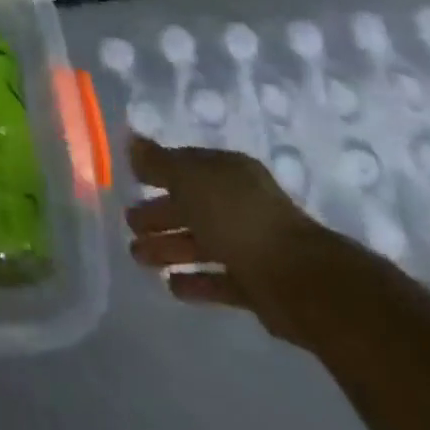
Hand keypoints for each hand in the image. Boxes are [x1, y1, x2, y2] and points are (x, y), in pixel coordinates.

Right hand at [125, 133, 338, 342]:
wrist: (301, 281)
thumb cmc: (238, 217)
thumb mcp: (190, 179)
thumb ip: (159, 163)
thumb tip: (132, 142)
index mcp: (228, 173)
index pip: (186, 166)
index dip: (158, 171)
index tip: (131, 179)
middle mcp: (239, 204)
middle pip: (191, 206)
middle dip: (159, 214)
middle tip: (129, 224)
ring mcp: (250, 245)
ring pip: (201, 243)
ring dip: (169, 248)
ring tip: (138, 257)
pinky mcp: (257, 285)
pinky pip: (218, 279)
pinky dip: (196, 281)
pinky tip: (172, 286)